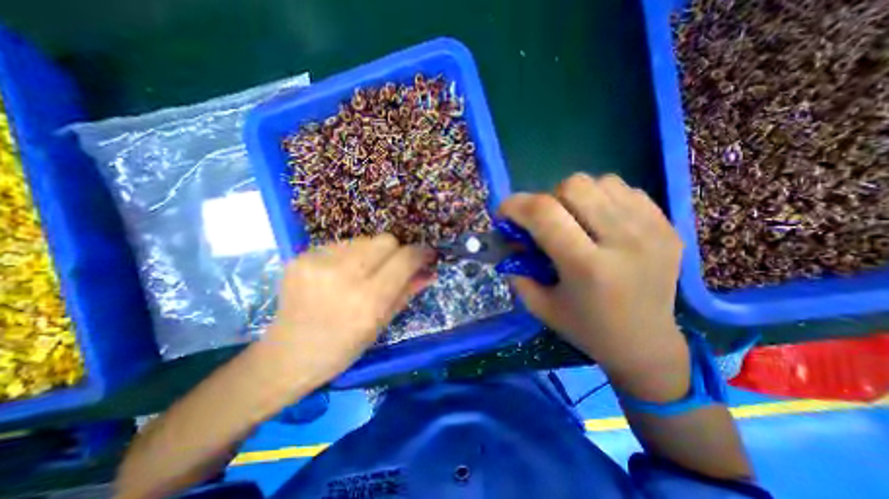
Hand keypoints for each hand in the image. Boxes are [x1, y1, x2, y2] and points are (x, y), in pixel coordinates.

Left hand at [262, 236, 435, 386]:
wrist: (288, 354)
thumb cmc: (343, 347)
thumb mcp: (381, 323)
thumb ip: (407, 291)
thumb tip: (430, 271)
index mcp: (368, 301)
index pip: (404, 259)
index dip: (420, 253)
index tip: (427, 255)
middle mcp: (343, 276)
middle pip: (386, 240)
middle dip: (397, 251)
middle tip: (393, 267)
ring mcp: (318, 263)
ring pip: (365, 239)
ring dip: (372, 253)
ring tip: (363, 273)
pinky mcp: (302, 256)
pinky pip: (342, 244)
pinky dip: (350, 255)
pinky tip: (341, 274)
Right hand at [500, 173, 686, 400]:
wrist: (645, 344)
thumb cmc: (585, 328)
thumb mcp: (539, 304)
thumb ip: (517, 267)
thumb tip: (511, 237)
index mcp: (587, 267)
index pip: (544, 213)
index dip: (515, 205)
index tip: (504, 214)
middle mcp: (624, 241)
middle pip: (573, 186)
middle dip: (546, 199)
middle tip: (544, 222)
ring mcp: (652, 229)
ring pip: (599, 181)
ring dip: (575, 196)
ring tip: (574, 220)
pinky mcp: (667, 225)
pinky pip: (624, 189)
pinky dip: (601, 198)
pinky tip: (600, 221)